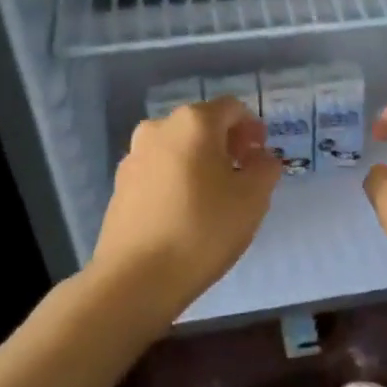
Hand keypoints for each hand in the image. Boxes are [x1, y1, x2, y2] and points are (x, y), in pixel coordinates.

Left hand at [90, 98, 283, 316]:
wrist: (137, 277)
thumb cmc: (204, 229)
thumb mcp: (253, 198)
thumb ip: (265, 168)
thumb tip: (262, 157)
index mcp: (193, 123)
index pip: (231, 108)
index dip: (252, 127)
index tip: (262, 154)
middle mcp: (159, 129)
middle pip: (202, 125)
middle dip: (227, 143)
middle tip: (244, 173)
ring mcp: (134, 157)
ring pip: (178, 148)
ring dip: (201, 161)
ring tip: (216, 195)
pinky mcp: (121, 186)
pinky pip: (159, 171)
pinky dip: (179, 179)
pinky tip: (188, 211)